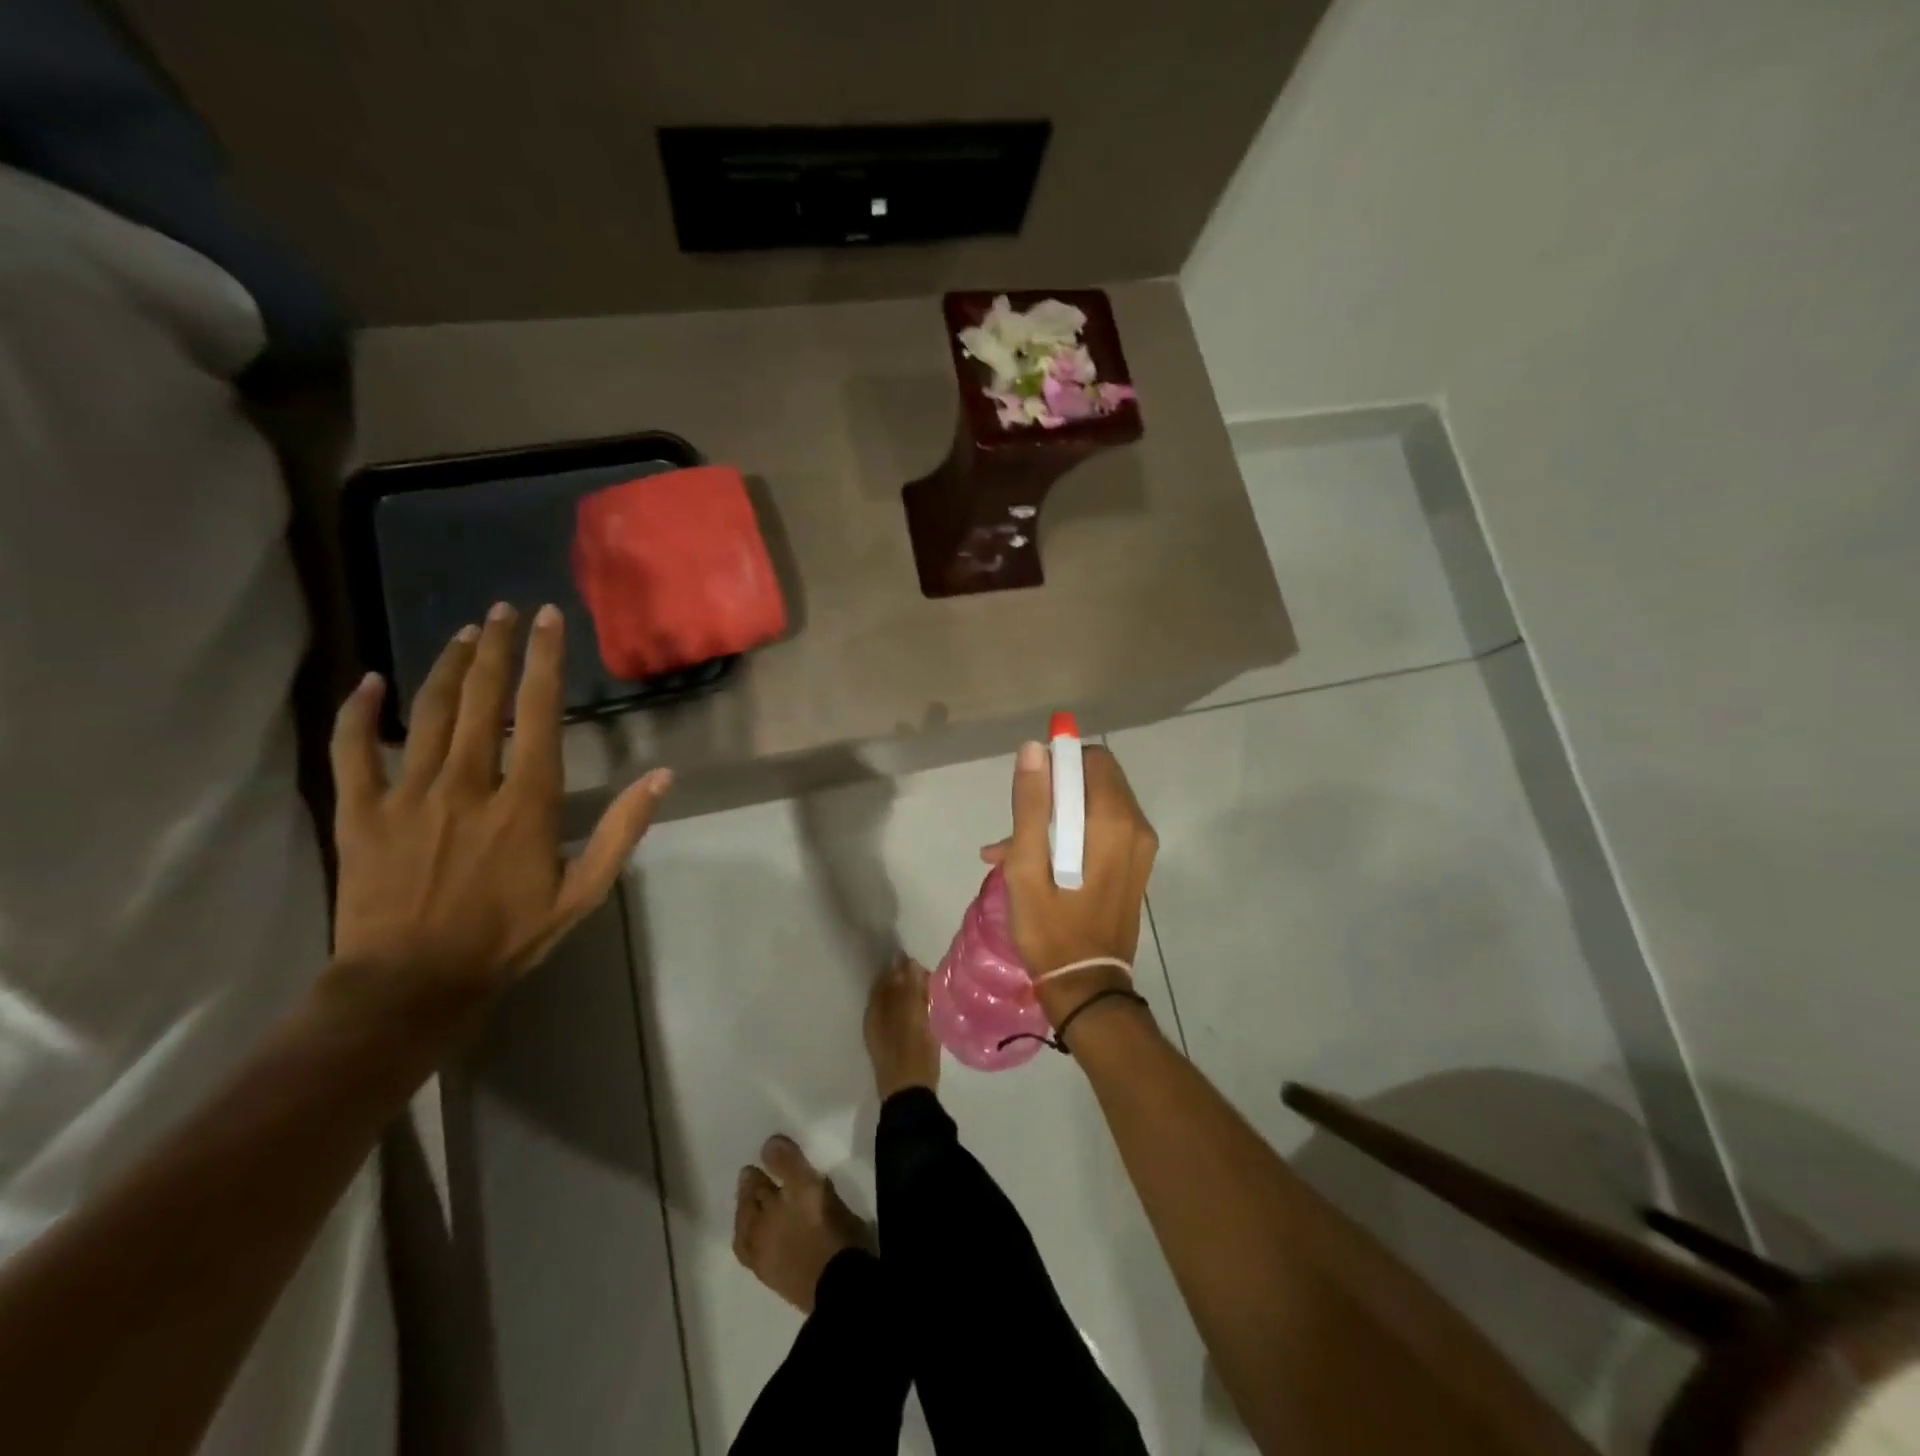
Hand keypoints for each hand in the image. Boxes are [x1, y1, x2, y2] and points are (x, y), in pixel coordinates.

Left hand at [326, 603, 671, 1017]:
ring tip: (465, 633)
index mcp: (524, 802)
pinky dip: (358, 712)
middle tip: (504, 610)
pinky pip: (352, 750)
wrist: (410, 986)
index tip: (548, 620)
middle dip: (497, 648)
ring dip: (448, 667)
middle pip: (481, 700)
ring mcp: (408, 795)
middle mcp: (467, 784)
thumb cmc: (507, 938)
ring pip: (427, 713)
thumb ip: (622, 830)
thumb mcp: (583, 892)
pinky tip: (369, 680)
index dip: (546, 661)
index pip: (538, 714)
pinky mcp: (360, 813)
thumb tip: (662, 776)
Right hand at [988, 740, 1156, 1019]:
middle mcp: (1137, 826)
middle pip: (1096, 778)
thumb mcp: (1026, 867)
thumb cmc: (1050, 928)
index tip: (1030, 795)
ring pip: (1097, 802)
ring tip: (1017, 850)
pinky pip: (1105, 826)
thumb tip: (1034, 748)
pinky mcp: (1136, 863)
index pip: (1092, 759)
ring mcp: (1141, 846)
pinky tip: (1038, 861)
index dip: (1058, 764)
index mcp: (1113, 821)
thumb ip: (1030, 804)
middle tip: (1022, 828)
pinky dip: (1073, 832)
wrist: (1086, 987)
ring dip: (1059, 814)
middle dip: (1056, 791)